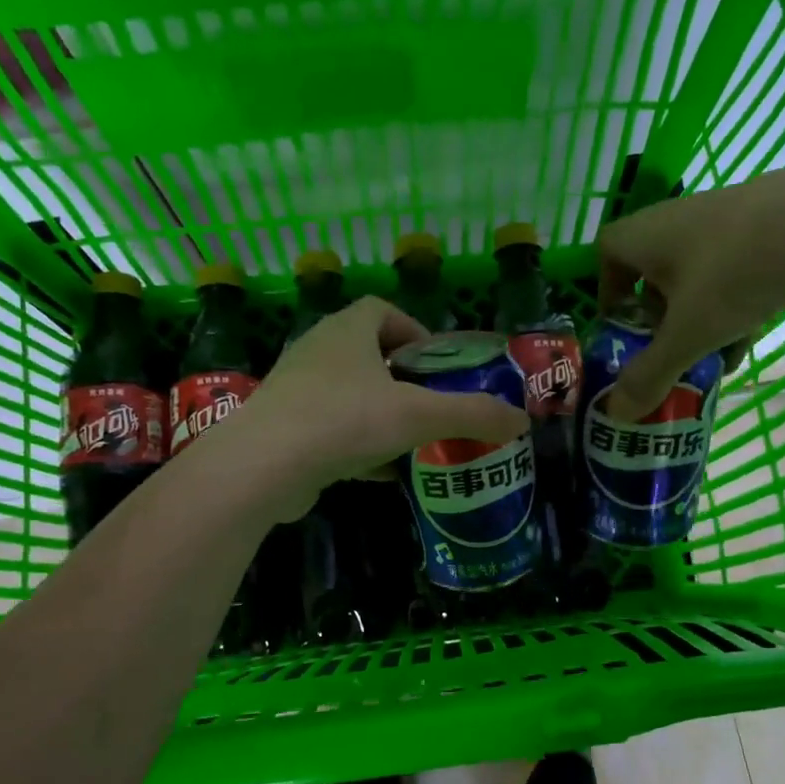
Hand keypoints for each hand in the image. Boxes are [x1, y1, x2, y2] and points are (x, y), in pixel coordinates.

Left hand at [228, 297, 528, 517]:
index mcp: (347, 330)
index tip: (437, 365)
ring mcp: (295, 390)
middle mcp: (317, 351)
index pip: (383, 310)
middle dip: (402, 378)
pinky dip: (357, 444)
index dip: (415, 331)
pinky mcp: (283, 428)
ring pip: (348, 394)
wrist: (263, 466)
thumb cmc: (344, 420)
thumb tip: (521, 419)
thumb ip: (472, 414)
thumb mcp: (419, 415)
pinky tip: (380, 473)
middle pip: (367, 353)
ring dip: (380, 413)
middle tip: (430, 405)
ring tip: (411, 440)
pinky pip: (329, 428)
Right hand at [595, 155, 784, 416]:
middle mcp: (681, 217)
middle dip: (658, 313)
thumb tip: (616, 416)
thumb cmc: (734, 274)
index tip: (621, 324)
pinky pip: (738, 266)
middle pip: (655, 267)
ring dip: (700, 315)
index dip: (608, 289)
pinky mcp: (770, 220)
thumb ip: (651, 374)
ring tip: (712, 356)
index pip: (608, 251)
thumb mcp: (688, 334)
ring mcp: (728, 215)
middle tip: (667, 348)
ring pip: (700, 273)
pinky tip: (751, 337)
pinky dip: (736, 301)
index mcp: (648, 234)